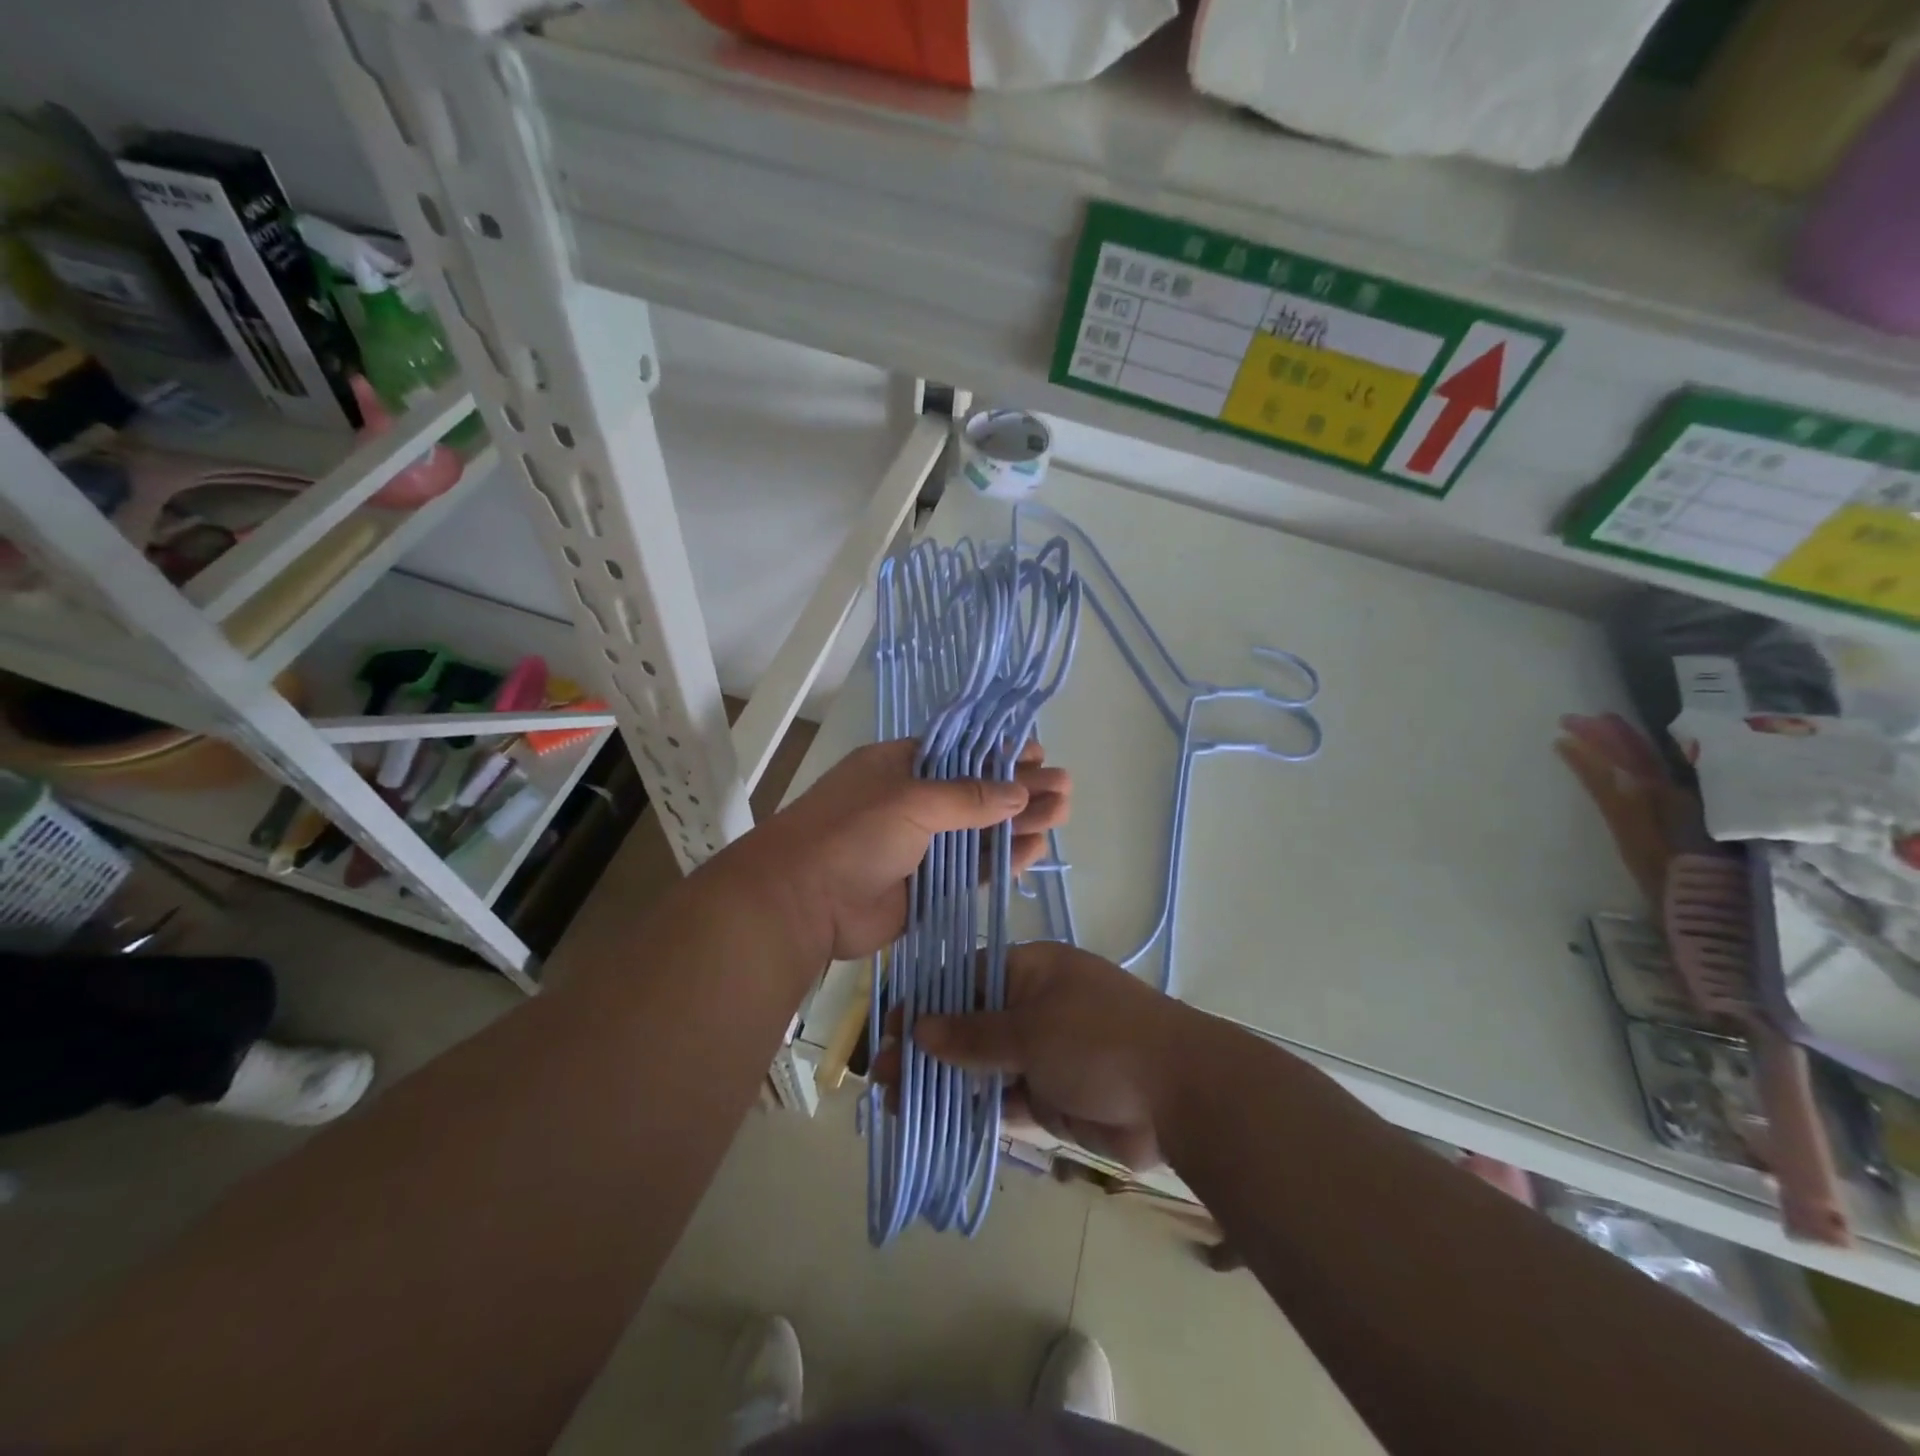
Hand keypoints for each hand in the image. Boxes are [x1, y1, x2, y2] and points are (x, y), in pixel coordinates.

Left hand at [732, 738, 1069, 964]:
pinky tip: (1035, 849)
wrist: (803, 902)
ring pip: (980, 832)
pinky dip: (1002, 859)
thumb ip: (967, 797)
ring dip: (1019, 823)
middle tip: (1065, 788)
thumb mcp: (910, 800)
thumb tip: (1018, 791)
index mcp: (900, 767)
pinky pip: (973, 869)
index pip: (960, 754)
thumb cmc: (852, 833)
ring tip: (1062, 814)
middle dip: (1021, 789)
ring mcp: (922, 846)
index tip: (1039, 756)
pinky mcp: (929, 886)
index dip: (1000, 754)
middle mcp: (913, 803)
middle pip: (977, 792)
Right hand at [875, 941, 1191, 1169]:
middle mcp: (1033, 1007)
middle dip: (927, 1046)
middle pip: (969, 1024)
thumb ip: (973, 1034)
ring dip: (943, 1081)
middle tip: (882, 1073)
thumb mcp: (1031, 1028)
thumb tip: (918, 1029)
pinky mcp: (1050, 1096)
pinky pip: (1001, 1100)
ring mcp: (1042, 1053)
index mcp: (1031, 971)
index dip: (926, 1000)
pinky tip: (935, 1123)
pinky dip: (972, 1111)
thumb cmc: (1100, 1040)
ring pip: (981, 1065)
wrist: (1179, 1095)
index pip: (966, 978)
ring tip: (895, 1102)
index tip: (889, 1027)